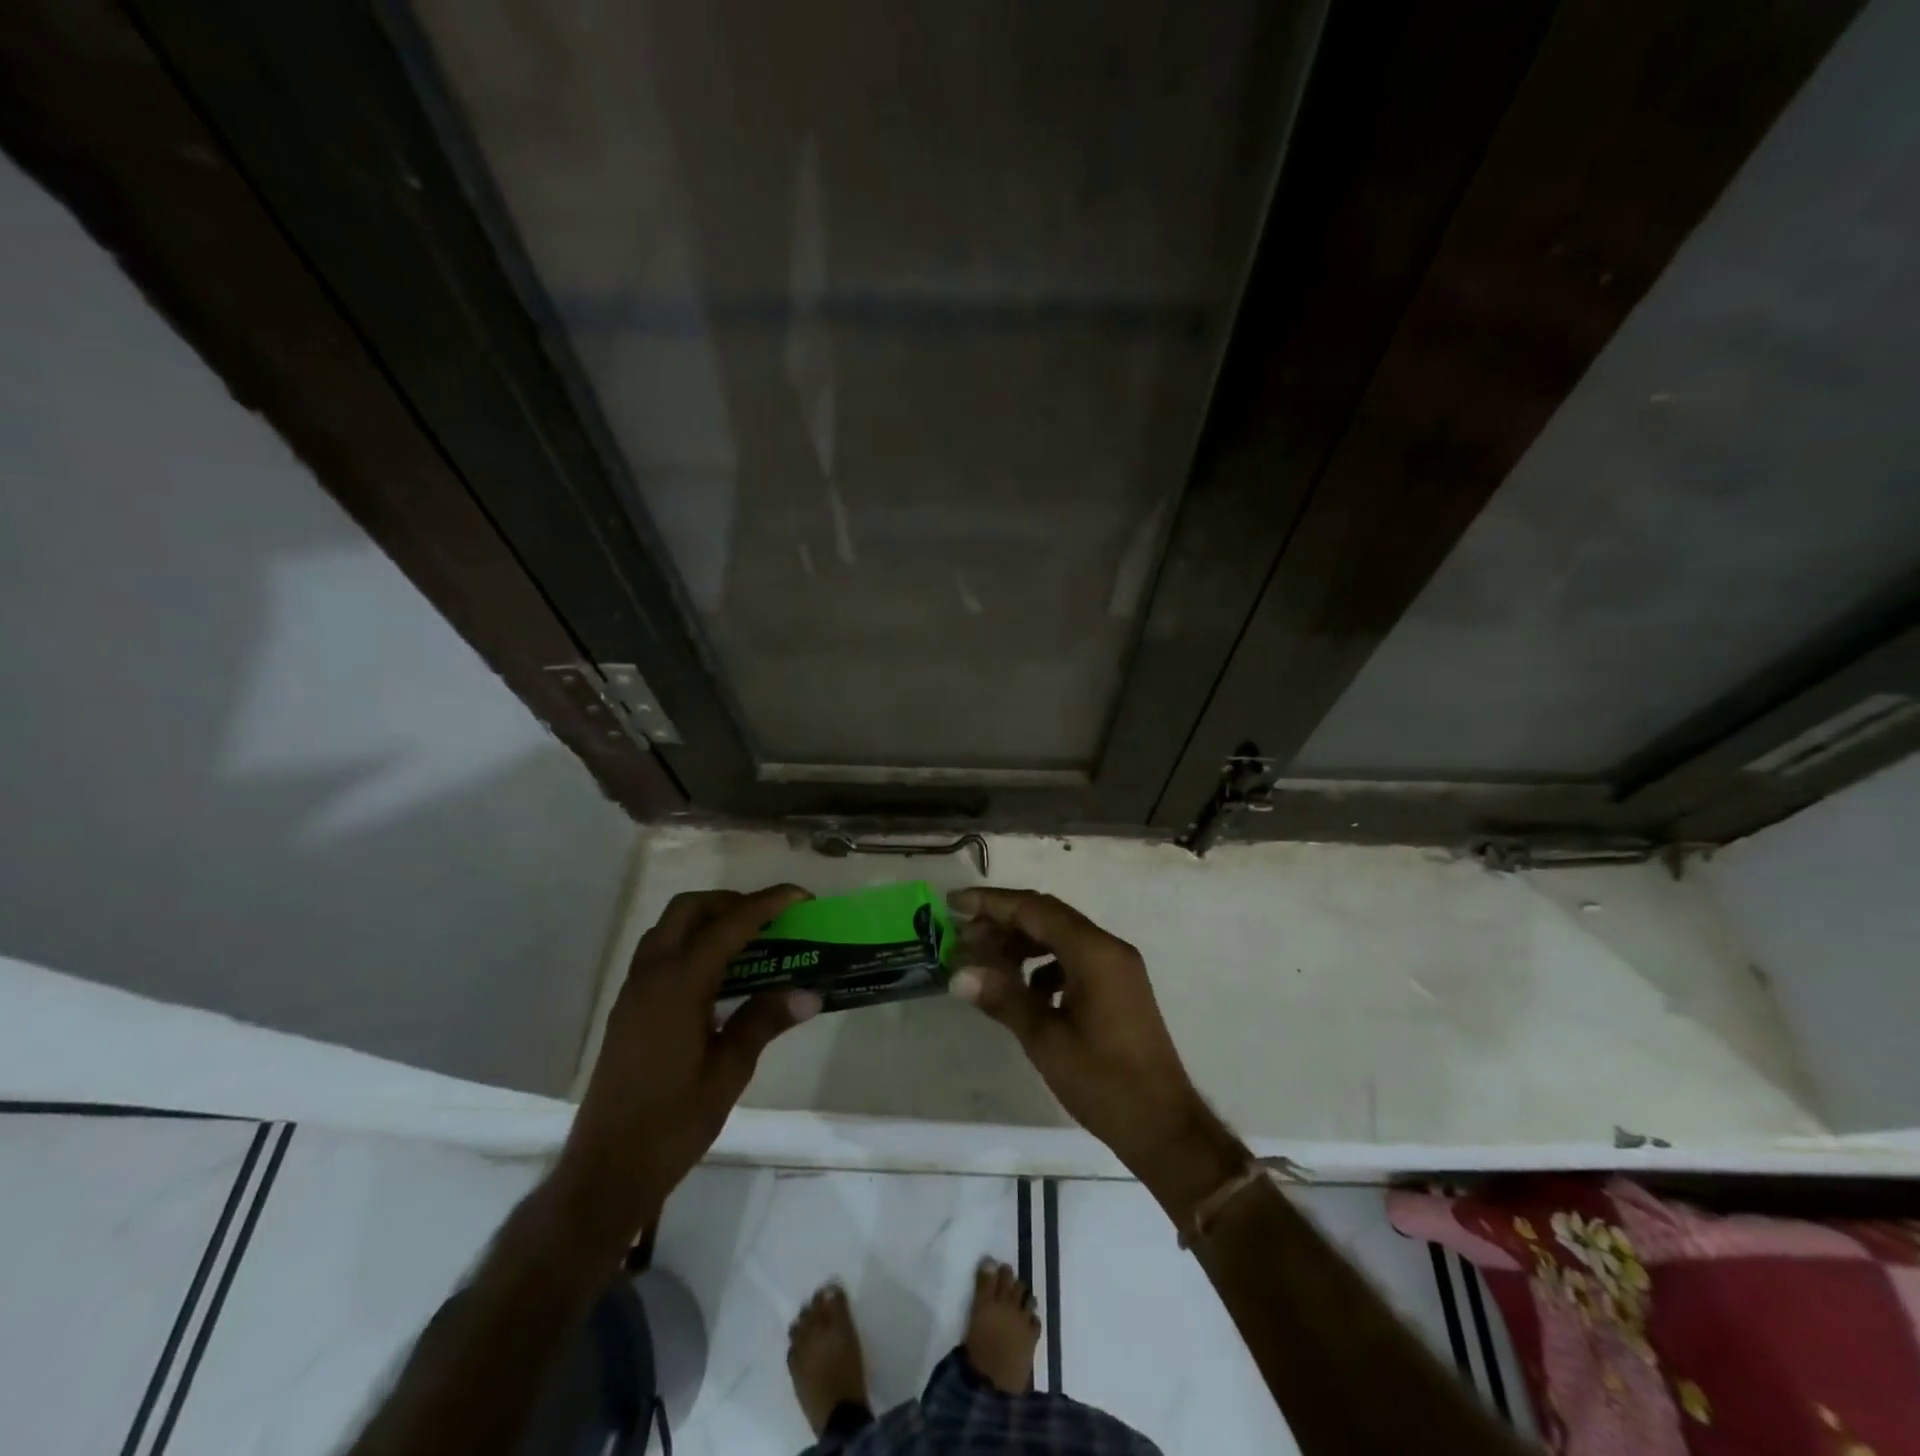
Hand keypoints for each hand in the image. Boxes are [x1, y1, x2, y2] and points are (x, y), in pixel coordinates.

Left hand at [553, 886, 820, 1246]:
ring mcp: (634, 991)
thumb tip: (810, 992)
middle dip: (731, 903)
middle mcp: (651, 975)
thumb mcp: (729, 1072)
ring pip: (669, 928)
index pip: (729, 925)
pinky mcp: (628, 1009)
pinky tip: (717, 977)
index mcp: (678, 984)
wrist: (606, 1171)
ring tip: (748, 943)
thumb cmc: (672, 1122)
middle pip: (689, 910)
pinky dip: (691, 943)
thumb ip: (765, 1021)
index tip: (801, 896)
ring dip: (707, 920)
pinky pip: (660, 953)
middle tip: (770, 920)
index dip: (767, 904)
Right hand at [947, 887, 1247, 1216]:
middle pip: (1048, 917)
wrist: (1164, 1126)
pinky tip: (1024, 990)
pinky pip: (1075, 959)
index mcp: (1094, 952)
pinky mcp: (1118, 987)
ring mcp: (1117, 967)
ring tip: (986, 963)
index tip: (954, 904)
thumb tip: (959, 974)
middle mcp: (1109, 948)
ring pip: (1061, 937)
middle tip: (962, 938)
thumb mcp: (1046, 1039)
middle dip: (1003, 922)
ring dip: (1022, 944)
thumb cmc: (1103, 1081)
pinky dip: (1044, 964)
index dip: (991, 903)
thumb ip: (1003, 998)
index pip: (1035, 909)